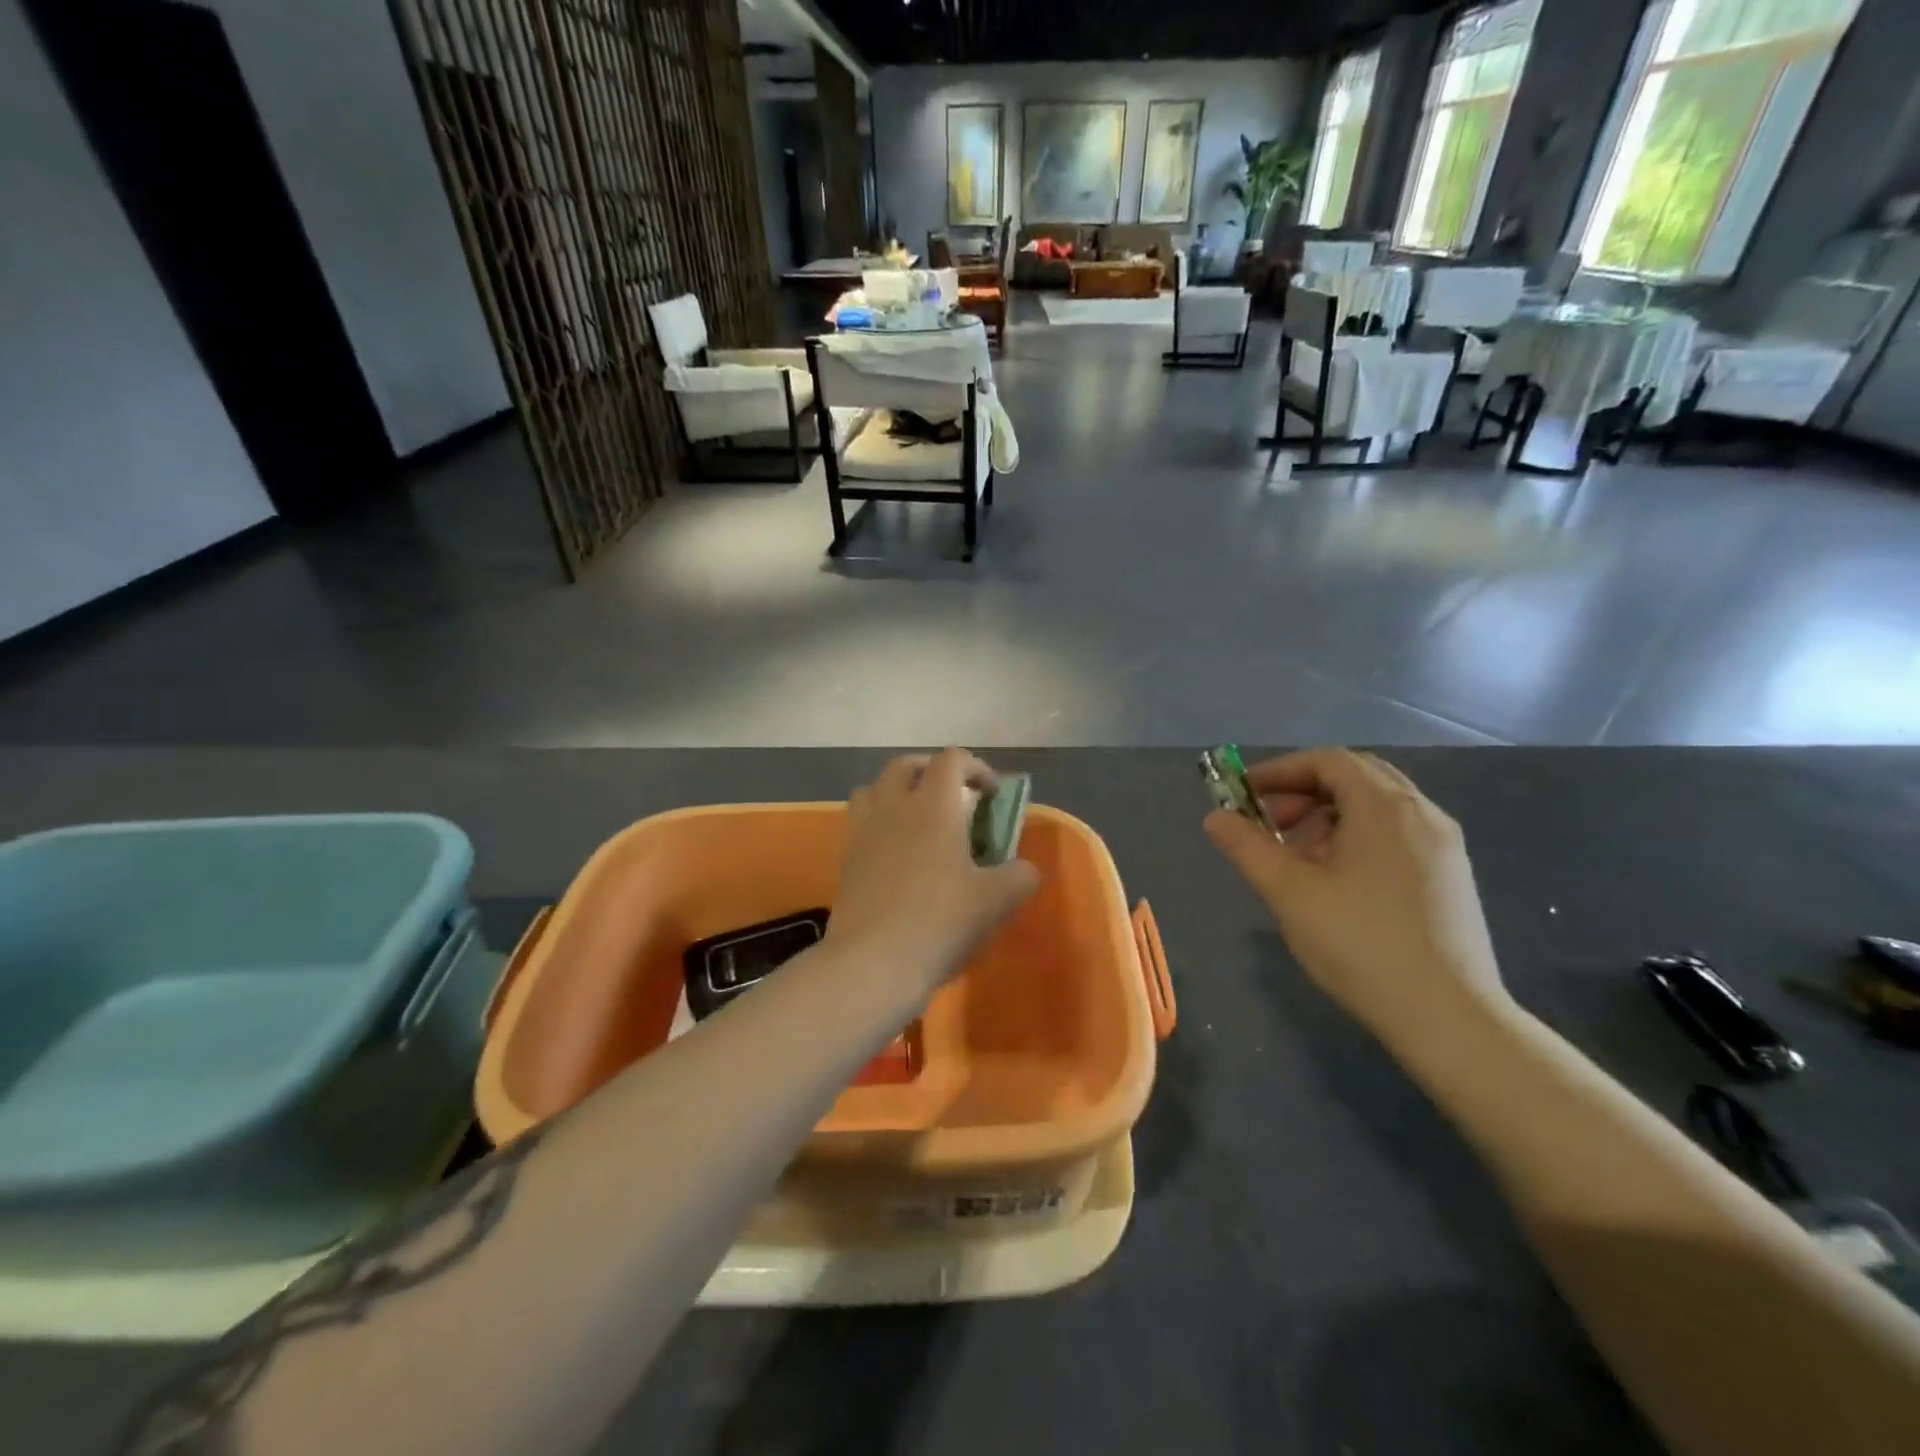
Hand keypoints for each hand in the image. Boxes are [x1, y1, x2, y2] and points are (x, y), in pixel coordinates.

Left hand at [827, 748, 1039, 997]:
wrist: (873, 962)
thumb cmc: (940, 921)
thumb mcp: (997, 900)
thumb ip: (1020, 876)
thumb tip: (1024, 869)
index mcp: (932, 805)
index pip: (951, 759)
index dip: (976, 767)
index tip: (991, 794)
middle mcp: (893, 806)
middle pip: (905, 765)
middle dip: (931, 771)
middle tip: (953, 798)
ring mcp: (863, 831)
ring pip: (873, 788)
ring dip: (897, 792)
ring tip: (916, 819)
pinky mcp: (845, 859)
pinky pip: (860, 822)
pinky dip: (878, 823)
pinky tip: (895, 854)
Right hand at [1205, 748, 1508, 1039]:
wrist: (1449, 1018)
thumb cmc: (1360, 943)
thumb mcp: (1289, 892)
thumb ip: (1247, 847)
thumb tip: (1216, 818)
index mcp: (1384, 807)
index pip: (1327, 760)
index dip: (1279, 771)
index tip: (1244, 795)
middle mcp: (1422, 813)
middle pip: (1355, 777)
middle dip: (1304, 793)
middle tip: (1271, 825)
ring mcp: (1444, 846)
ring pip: (1377, 808)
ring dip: (1330, 818)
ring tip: (1300, 861)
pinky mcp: (1452, 877)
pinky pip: (1397, 835)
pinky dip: (1358, 839)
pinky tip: (1339, 884)